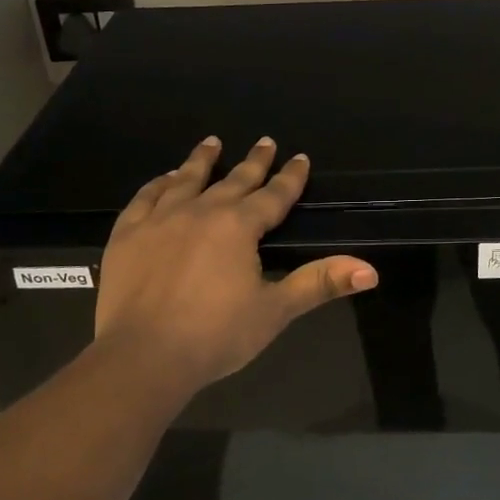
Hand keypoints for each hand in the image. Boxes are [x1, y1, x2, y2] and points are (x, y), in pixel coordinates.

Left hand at [92, 136, 377, 396]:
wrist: (142, 357)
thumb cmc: (215, 335)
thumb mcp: (275, 310)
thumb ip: (320, 283)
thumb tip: (371, 270)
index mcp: (239, 226)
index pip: (274, 195)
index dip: (290, 177)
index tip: (300, 158)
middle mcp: (202, 211)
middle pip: (234, 180)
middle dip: (254, 162)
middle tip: (266, 142)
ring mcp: (160, 219)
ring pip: (187, 180)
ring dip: (202, 160)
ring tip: (212, 142)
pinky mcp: (128, 234)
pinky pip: (145, 198)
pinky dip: (158, 184)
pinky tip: (166, 179)